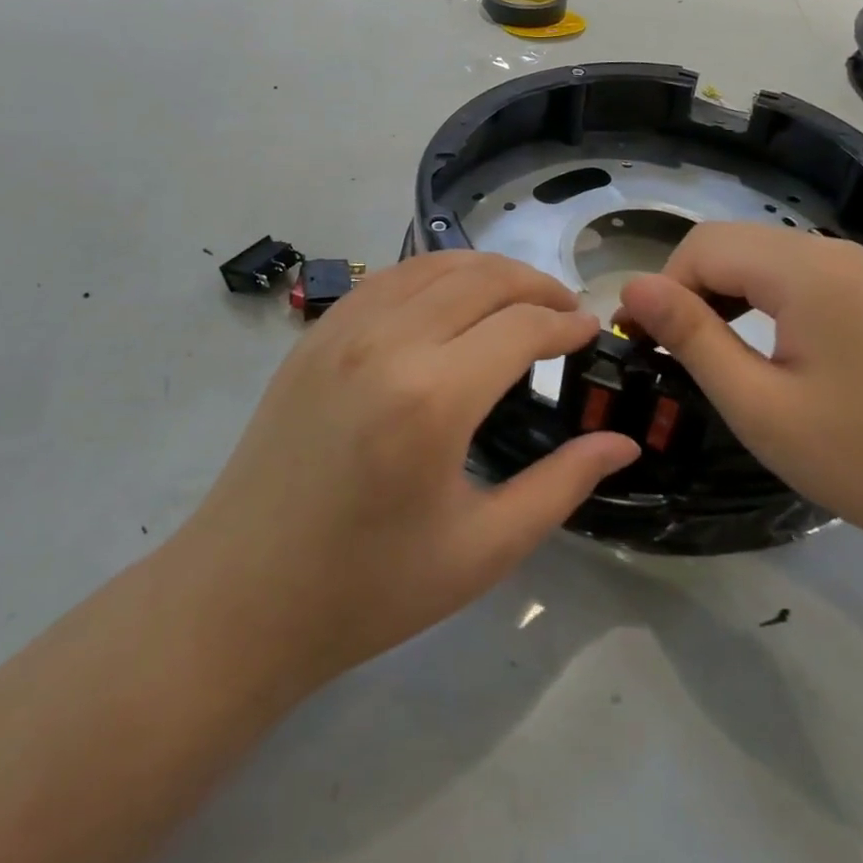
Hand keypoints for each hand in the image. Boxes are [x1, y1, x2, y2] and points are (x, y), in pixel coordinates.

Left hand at [179, 252, 639, 690]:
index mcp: (433, 398)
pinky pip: (387, 280)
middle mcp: (387, 344)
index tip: (591, 333)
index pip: (522, 327)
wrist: (241, 597)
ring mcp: (342, 331)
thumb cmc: (367, 589)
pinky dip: (432, 275)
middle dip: (536, 284)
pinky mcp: (314, 336)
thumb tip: (621, 443)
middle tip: (565, 312)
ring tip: (518, 298)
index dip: (567, 324)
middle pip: (482, 278)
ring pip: (432, 266)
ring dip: (486, 271)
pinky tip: (449, 302)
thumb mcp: (482, 550)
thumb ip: (560, 486)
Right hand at [617, 223, 862, 556]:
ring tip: (722, 355)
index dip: (664, 288)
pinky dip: (773, 302)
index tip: (648, 344)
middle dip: (694, 289)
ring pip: (772, 259)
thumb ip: (692, 336)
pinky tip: (780, 354)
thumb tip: (632, 286)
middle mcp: (839, 253)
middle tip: (680, 355)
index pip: (703, 246)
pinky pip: (810, 279)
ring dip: (731, 295)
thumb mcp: (759, 406)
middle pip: (737, 244)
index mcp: (806, 270)